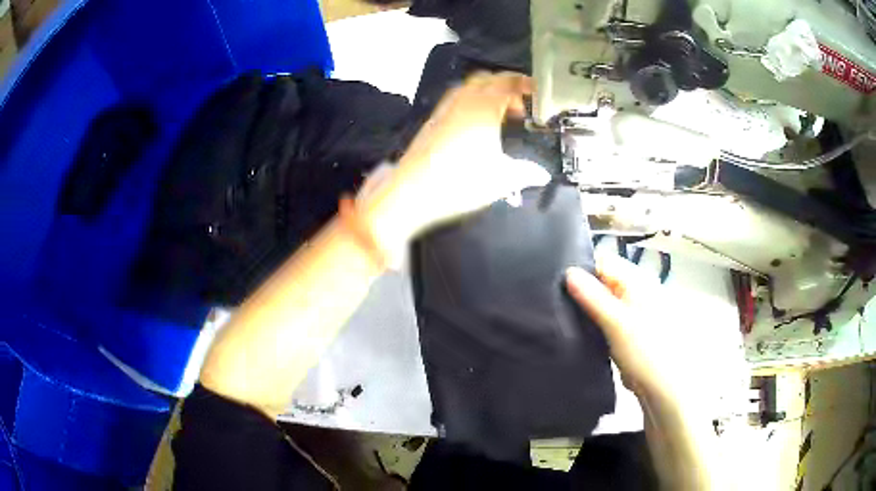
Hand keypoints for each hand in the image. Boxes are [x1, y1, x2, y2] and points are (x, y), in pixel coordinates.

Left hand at [361, 73, 550, 256]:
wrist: (411, 192)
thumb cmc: (460, 181)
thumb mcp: (501, 180)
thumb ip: (526, 173)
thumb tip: (543, 174)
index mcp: (484, 107)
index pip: (508, 83)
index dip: (526, 85)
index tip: (538, 94)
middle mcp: (463, 100)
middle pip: (488, 79)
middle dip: (507, 86)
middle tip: (521, 105)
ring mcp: (444, 109)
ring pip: (469, 87)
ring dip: (487, 92)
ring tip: (500, 113)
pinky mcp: (432, 121)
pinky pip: (456, 99)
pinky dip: (471, 101)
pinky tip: (475, 124)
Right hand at [565, 256, 744, 414]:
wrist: (660, 387)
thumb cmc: (644, 350)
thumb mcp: (616, 322)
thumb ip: (592, 296)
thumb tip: (568, 271)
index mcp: (637, 281)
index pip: (603, 262)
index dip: (580, 268)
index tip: (555, 281)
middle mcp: (634, 291)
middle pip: (601, 281)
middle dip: (579, 289)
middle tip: (552, 298)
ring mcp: (629, 311)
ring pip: (599, 301)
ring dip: (583, 307)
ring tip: (558, 313)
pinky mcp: (624, 330)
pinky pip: (602, 319)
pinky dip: (590, 322)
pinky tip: (573, 328)